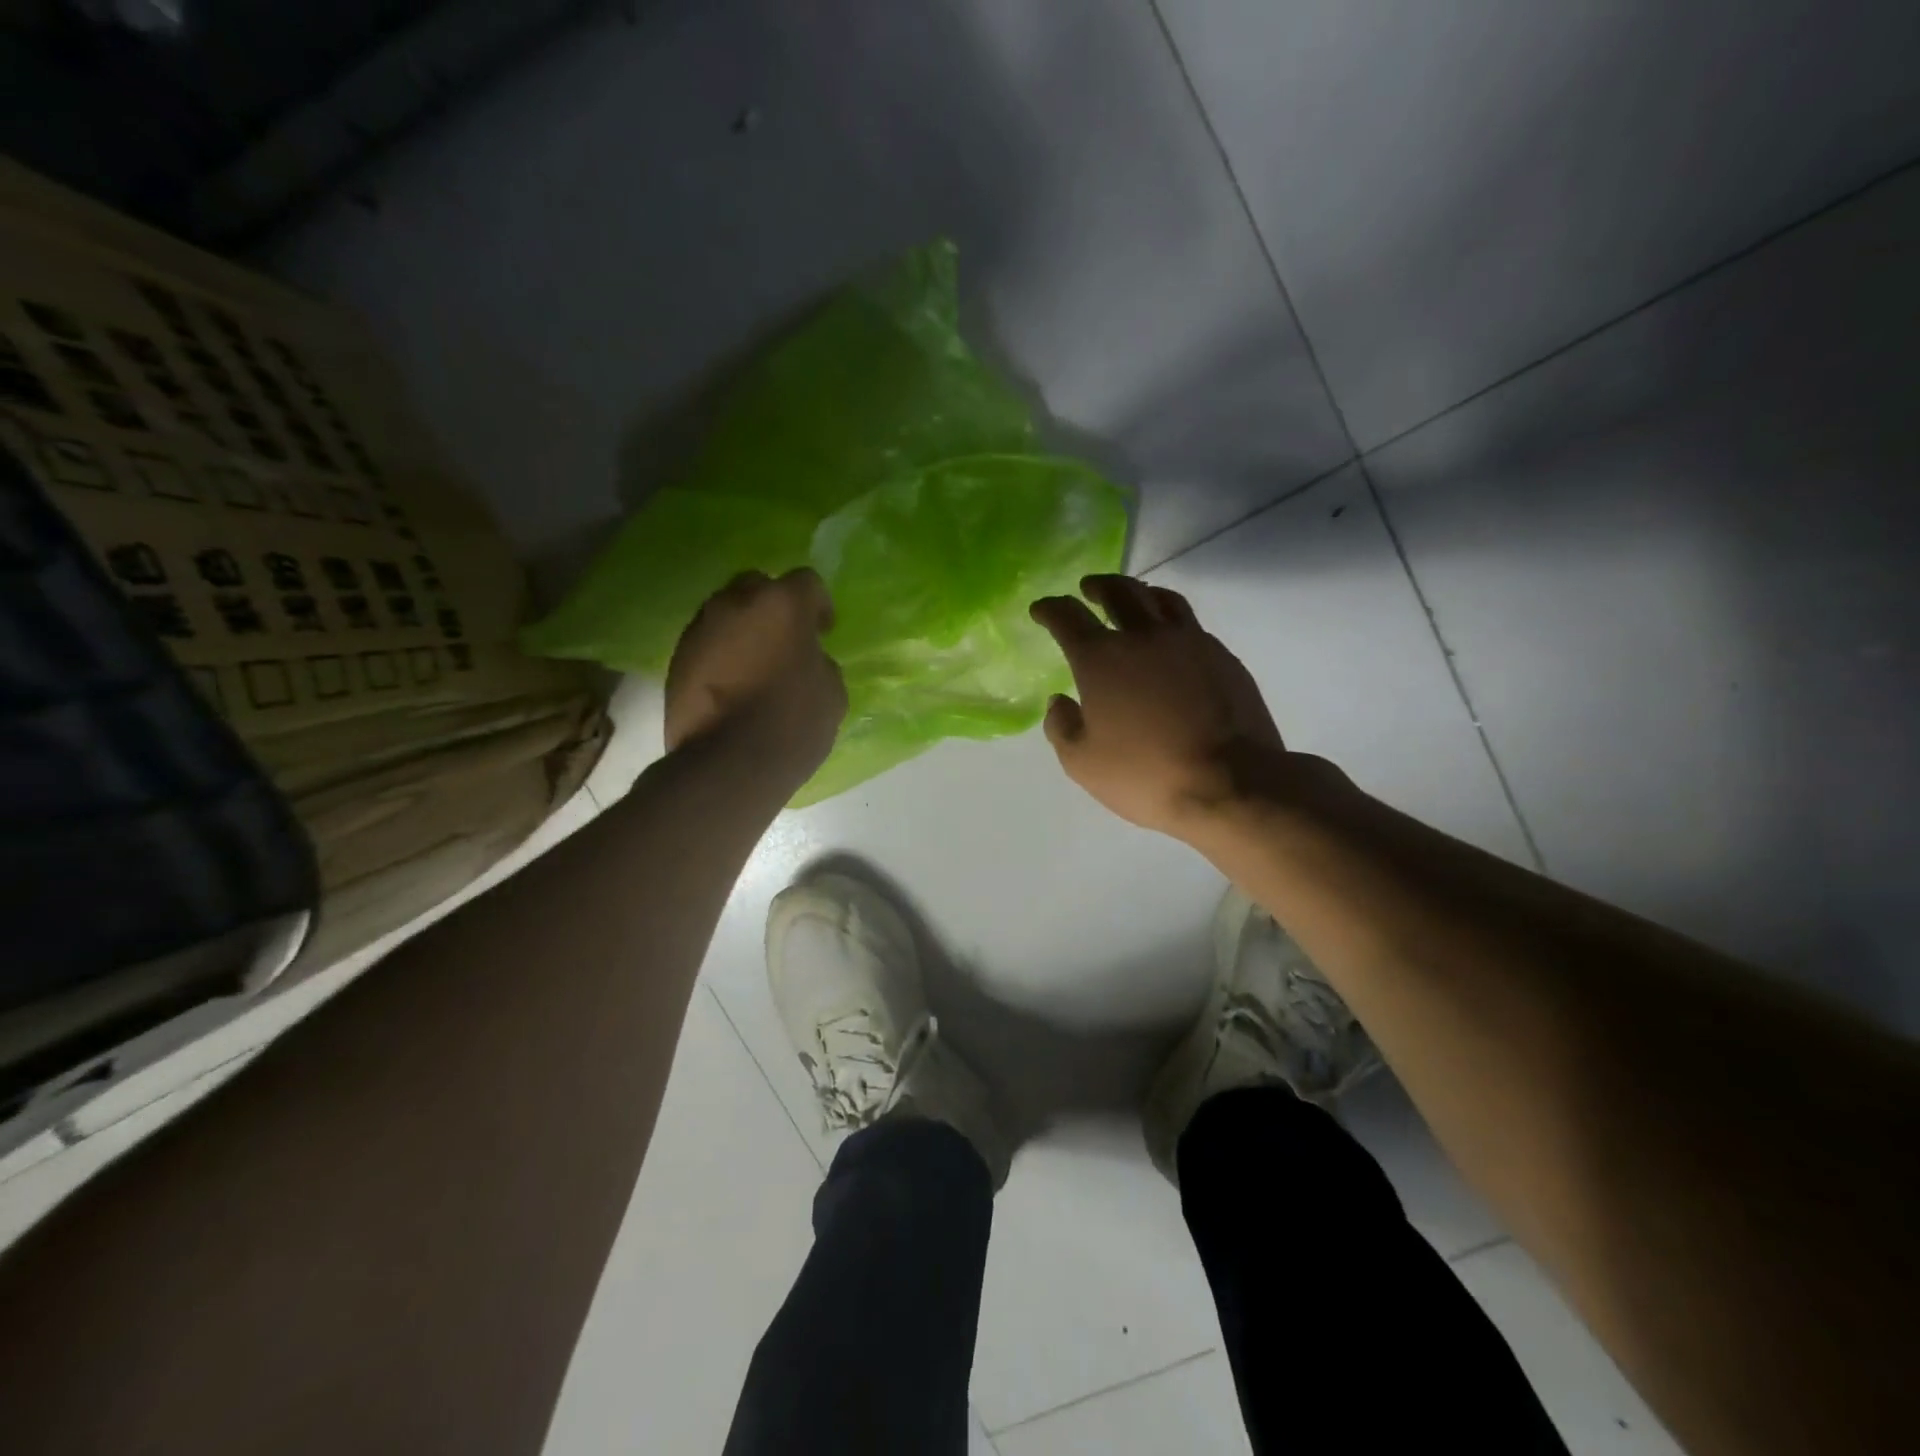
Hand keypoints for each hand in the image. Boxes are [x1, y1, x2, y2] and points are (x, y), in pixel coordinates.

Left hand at [665, 569, 846, 774]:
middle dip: (773, 605)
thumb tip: (805, 659)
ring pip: (726, 611)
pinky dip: (721, 653)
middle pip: (758, 585)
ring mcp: (701, 628)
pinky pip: (707, 642)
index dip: (818, 605)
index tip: (823, 631)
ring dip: (743, 628)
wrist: (728, 763)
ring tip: (755, 663)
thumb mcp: (832, 692)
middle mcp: (737, 603)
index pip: (806, 581)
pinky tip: (732, 683)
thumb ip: (819, 662)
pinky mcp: (677, 657)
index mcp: (783, 604)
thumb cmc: (792, 723)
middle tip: (786, 638)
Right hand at [1030, 574, 1284, 836]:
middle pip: (1119, 591)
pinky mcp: (1224, 656)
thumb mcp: (1083, 763)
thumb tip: (1059, 701)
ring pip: (1162, 598)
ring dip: (1140, 592)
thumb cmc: (1147, 774)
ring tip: (1134, 599)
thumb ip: (1062, 727)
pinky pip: (1191, 625)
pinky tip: (1172, 641)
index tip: (1041, 610)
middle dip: (1098, 586)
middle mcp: (1144, 637)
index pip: (1068, 617)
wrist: (1232, 783)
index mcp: (1102, 658)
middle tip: (1089, 589)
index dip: (1050, 609)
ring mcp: (1190, 642)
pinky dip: (1172, 621)